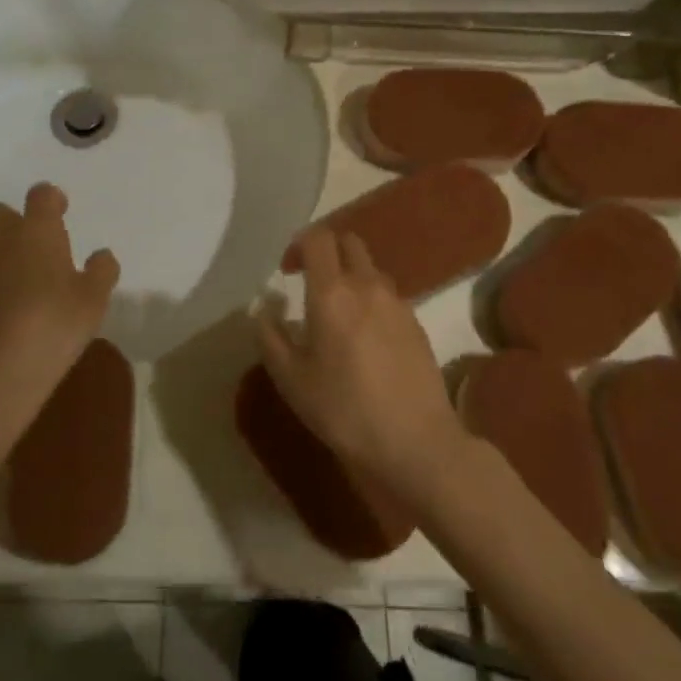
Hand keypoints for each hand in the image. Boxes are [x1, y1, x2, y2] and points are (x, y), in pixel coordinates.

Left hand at [0, 184, 119, 500]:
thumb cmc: (52, 327)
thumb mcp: (93, 302)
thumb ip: (101, 272)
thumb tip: (101, 255)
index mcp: (37, 231)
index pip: (41, 195)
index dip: (51, 200)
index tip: (60, 212)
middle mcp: (0, 238)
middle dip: (14, 221)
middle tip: (34, 246)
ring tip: (10, 271)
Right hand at [256, 228, 466, 496]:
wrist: (415, 441)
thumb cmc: (344, 409)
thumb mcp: (291, 379)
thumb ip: (270, 336)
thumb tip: (264, 309)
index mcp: (332, 292)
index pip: (318, 238)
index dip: (299, 244)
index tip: (287, 271)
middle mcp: (367, 285)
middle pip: (349, 242)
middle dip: (327, 252)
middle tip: (310, 282)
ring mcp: (397, 302)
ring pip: (370, 269)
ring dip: (351, 277)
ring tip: (338, 316)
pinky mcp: (417, 322)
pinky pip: (388, 296)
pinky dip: (371, 301)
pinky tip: (365, 339)